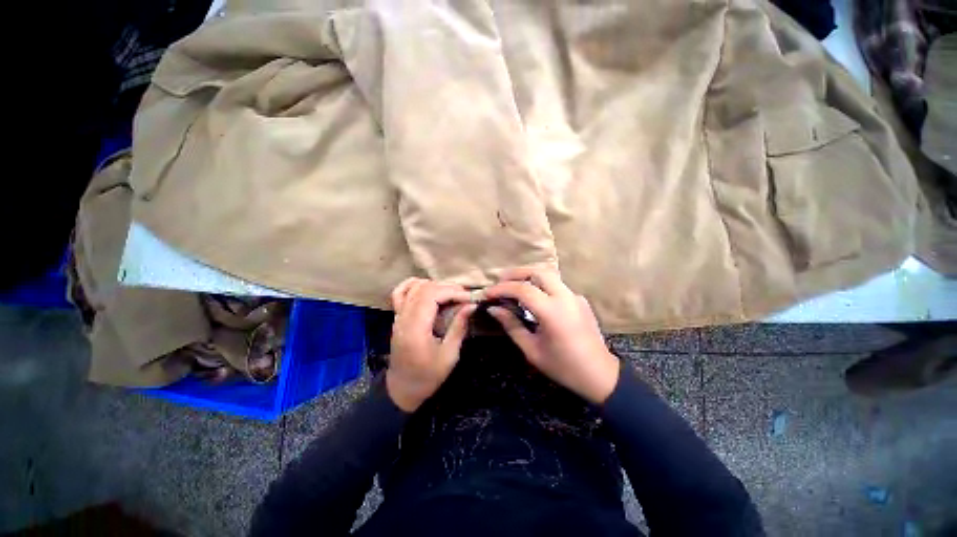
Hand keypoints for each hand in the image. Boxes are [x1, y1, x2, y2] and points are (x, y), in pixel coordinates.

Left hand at [387, 278, 475, 411]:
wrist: (402, 388)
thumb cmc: (428, 376)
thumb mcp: (449, 355)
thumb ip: (459, 327)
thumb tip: (471, 306)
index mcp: (416, 328)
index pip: (432, 296)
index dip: (452, 292)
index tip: (469, 298)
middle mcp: (404, 318)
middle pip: (424, 289)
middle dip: (447, 288)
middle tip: (465, 297)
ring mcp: (398, 316)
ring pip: (414, 287)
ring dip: (435, 285)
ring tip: (451, 294)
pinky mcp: (397, 317)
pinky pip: (400, 293)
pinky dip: (414, 285)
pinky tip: (428, 286)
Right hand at [484, 267, 619, 403]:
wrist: (599, 375)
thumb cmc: (563, 367)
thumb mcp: (532, 350)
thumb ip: (512, 325)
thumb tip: (494, 309)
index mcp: (553, 312)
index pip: (523, 289)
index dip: (502, 288)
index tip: (488, 293)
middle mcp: (565, 297)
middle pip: (538, 271)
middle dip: (516, 273)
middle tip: (500, 282)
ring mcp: (575, 296)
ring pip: (549, 274)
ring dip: (528, 275)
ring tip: (513, 285)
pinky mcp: (580, 299)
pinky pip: (557, 285)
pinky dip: (540, 284)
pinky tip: (533, 297)